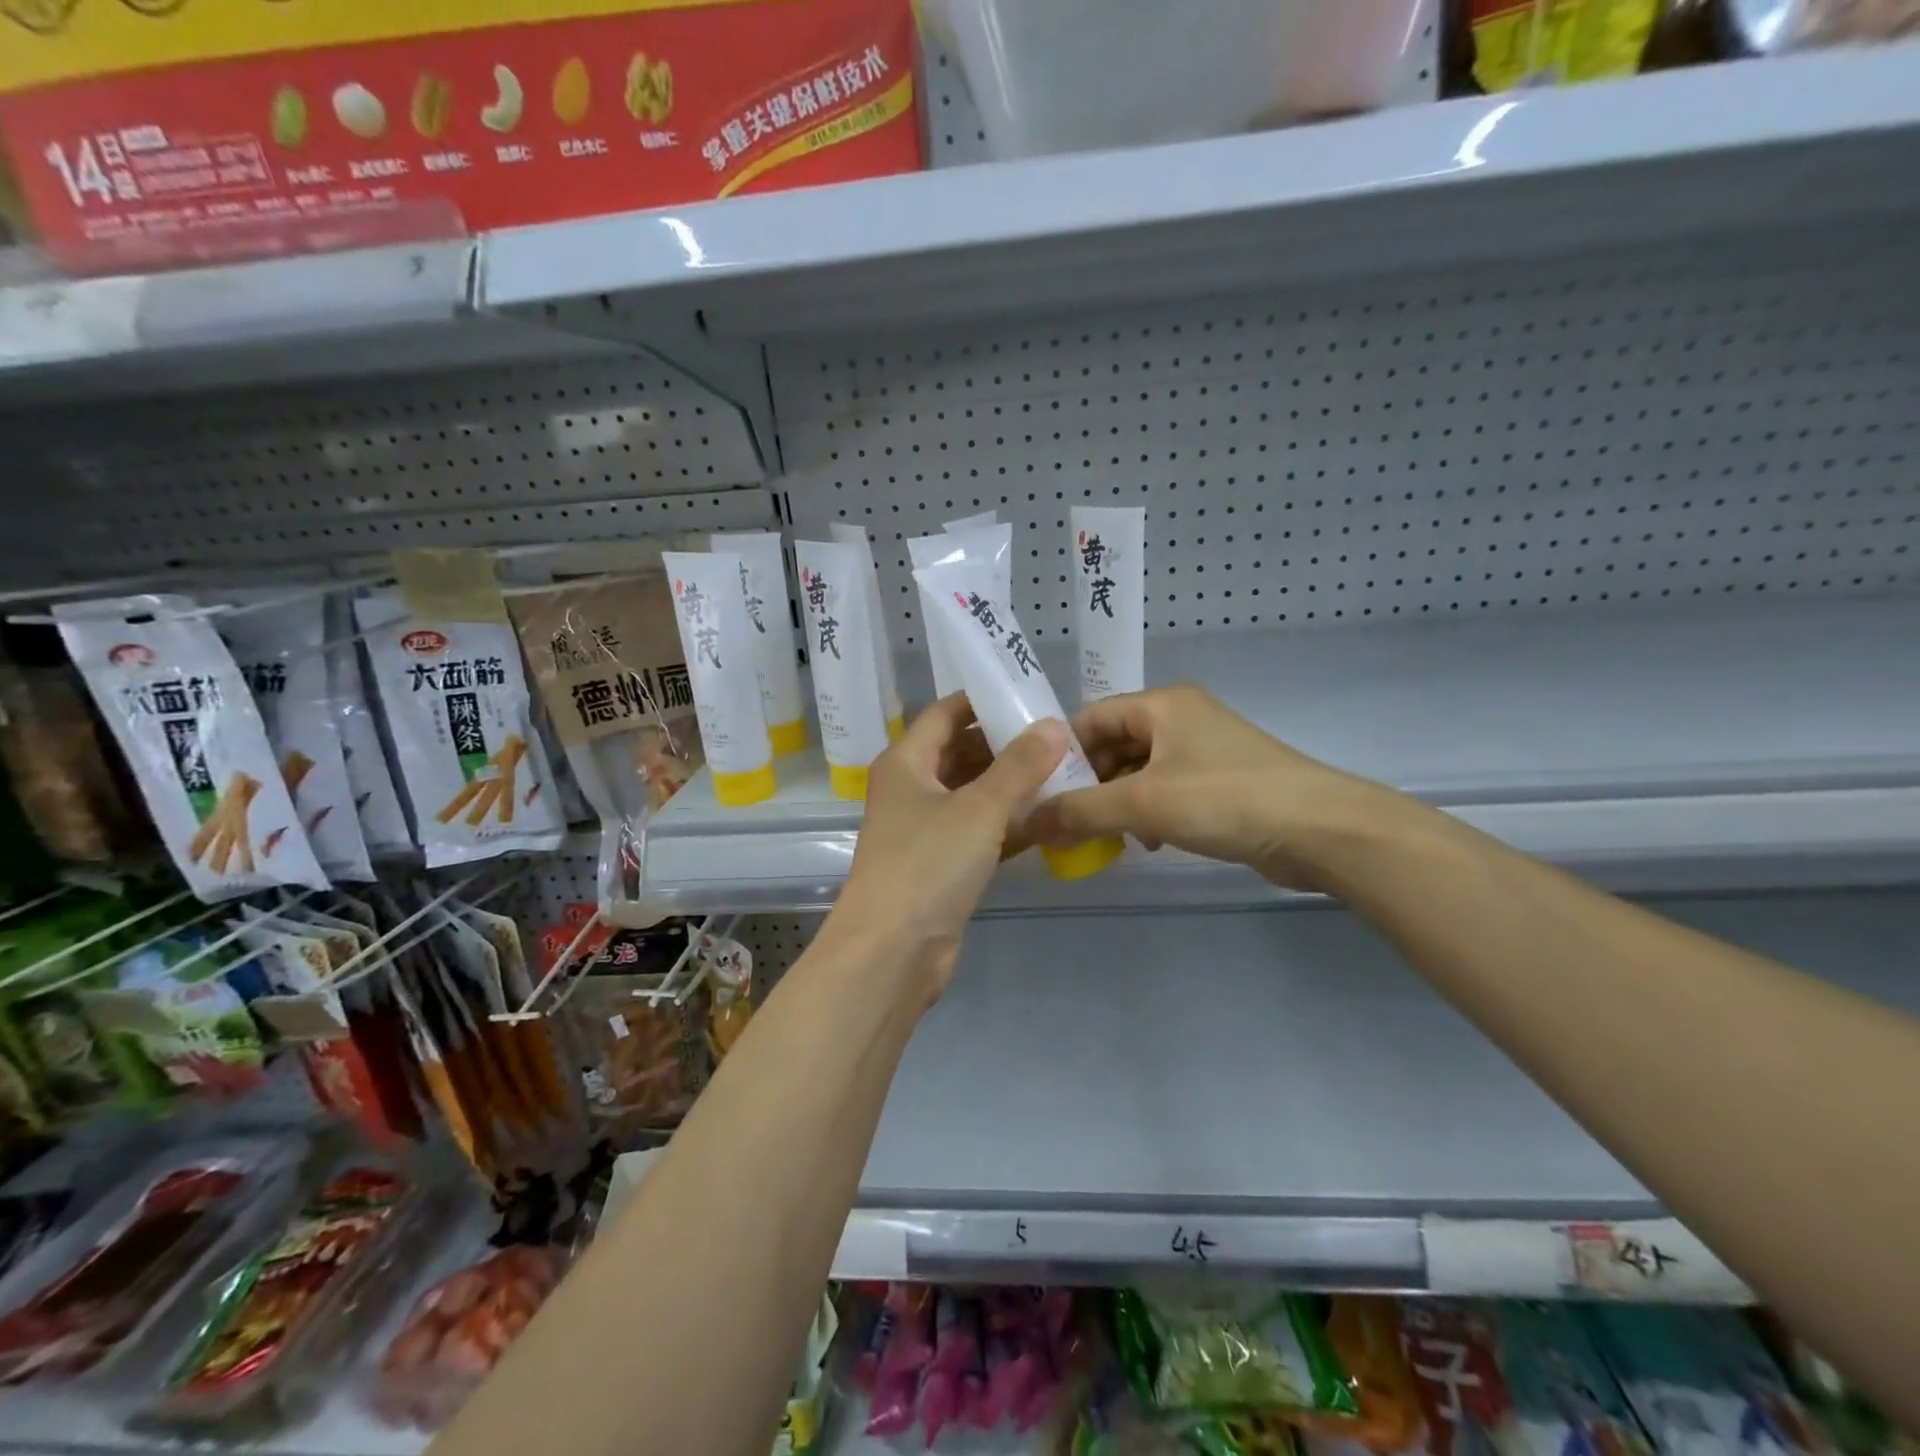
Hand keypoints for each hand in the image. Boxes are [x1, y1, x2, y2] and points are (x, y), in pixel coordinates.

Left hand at [833, 694, 1067, 996]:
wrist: (891, 952)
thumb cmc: (927, 864)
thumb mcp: (979, 808)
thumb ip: (1019, 766)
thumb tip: (1054, 725)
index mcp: (905, 763)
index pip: (945, 714)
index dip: (982, 700)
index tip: (1028, 694)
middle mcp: (911, 790)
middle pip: (960, 753)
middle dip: (1005, 745)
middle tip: (1056, 737)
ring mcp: (924, 830)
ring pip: (973, 795)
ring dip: (1011, 786)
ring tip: (1062, 772)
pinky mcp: (941, 866)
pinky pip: (979, 832)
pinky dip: (1008, 824)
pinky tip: (1049, 820)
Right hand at [1025, 685, 1393, 890]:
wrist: (1320, 830)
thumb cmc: (1225, 799)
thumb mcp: (1143, 804)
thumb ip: (1080, 812)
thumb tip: (1028, 825)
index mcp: (1161, 705)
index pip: (1090, 719)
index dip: (1060, 754)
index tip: (1039, 793)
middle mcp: (1180, 719)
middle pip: (1113, 745)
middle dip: (1088, 785)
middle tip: (1064, 823)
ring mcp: (1203, 750)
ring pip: (1139, 771)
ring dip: (1115, 803)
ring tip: (1100, 837)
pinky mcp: (1220, 782)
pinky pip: (1166, 790)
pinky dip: (1147, 812)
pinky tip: (1145, 841)